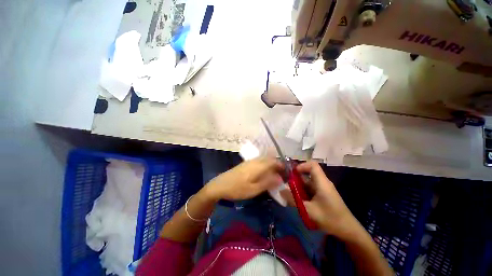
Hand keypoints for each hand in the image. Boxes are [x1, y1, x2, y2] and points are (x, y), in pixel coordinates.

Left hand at [204, 158, 283, 200]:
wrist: (220, 185)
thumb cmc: (237, 189)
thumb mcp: (254, 189)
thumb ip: (267, 182)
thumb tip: (280, 178)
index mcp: (258, 166)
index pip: (274, 161)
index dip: (281, 166)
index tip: (286, 173)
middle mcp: (255, 161)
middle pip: (269, 159)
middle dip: (277, 165)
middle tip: (281, 175)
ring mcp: (249, 161)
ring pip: (264, 159)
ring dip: (271, 165)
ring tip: (274, 175)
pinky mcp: (246, 164)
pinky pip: (259, 161)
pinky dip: (264, 165)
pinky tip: (263, 173)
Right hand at [280, 161, 362, 239]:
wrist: (348, 230)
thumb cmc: (330, 218)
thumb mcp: (309, 210)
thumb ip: (293, 200)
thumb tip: (280, 191)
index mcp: (322, 182)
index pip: (312, 165)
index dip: (302, 165)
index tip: (292, 173)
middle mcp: (323, 182)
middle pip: (308, 173)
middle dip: (296, 178)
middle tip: (287, 185)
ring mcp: (323, 189)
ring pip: (308, 182)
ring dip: (299, 186)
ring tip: (291, 195)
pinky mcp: (323, 195)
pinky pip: (310, 189)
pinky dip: (303, 192)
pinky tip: (299, 201)